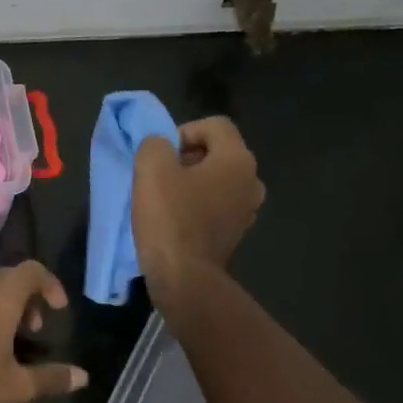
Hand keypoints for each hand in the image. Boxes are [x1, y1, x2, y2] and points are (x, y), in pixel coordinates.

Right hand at [132, 117, 264, 296]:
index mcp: (237, 160)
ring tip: (165, 200)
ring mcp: (248, 210)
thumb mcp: (151, 170)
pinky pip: (217, 206)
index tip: (161, 155)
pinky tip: (176, 221)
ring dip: (192, 184)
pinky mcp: (236, 233)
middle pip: (218, 153)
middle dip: (187, 158)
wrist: (184, 276)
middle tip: (158, 177)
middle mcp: (252, 181)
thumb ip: (155, 145)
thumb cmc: (169, 218)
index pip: (215, 126)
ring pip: (217, 181)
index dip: (184, 131)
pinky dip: (198, 206)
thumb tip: (162, 146)